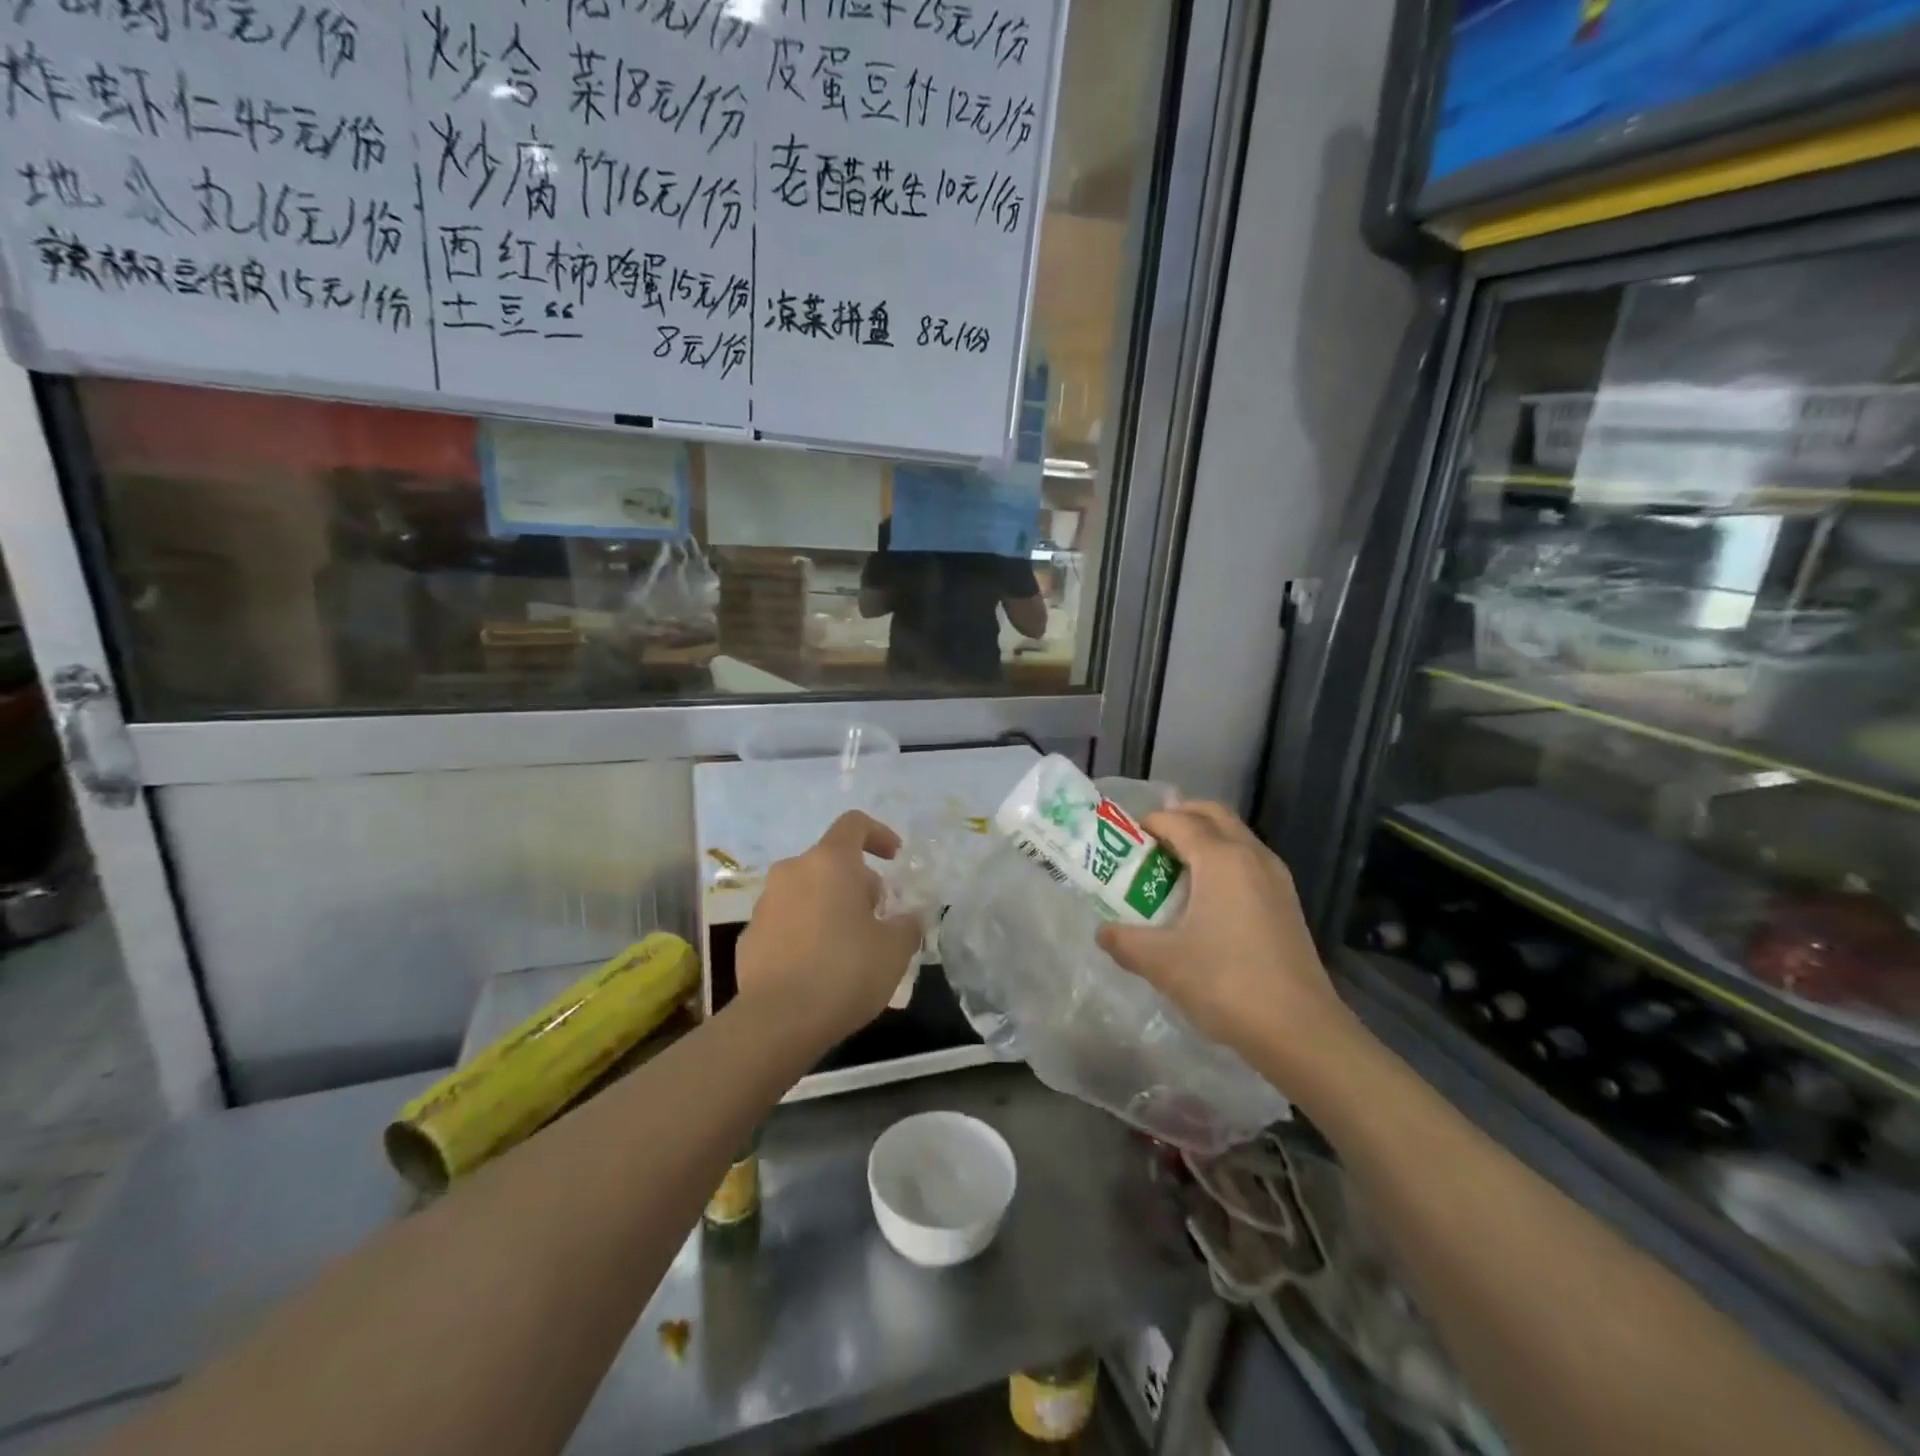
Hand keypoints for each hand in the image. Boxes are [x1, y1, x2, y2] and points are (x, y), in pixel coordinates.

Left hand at [735, 811, 923, 1046]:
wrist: (778, 1021)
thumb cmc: (845, 971)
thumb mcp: (895, 949)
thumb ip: (908, 924)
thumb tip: (911, 917)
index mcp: (830, 862)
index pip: (854, 823)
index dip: (878, 834)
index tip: (894, 858)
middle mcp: (792, 871)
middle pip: (831, 862)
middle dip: (857, 883)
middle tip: (877, 919)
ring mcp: (765, 903)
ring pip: (806, 891)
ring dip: (829, 906)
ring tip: (849, 946)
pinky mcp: (748, 936)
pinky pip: (786, 921)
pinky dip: (804, 932)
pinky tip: (818, 968)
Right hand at [1095, 803, 1361, 1093]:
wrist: (1300, 1031)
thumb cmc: (1226, 983)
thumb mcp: (1162, 962)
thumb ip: (1124, 941)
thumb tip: (1103, 932)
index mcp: (1221, 858)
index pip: (1178, 821)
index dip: (1148, 824)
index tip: (1123, 841)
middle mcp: (1252, 856)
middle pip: (1213, 815)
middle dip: (1180, 818)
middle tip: (1150, 842)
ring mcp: (1276, 879)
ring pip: (1235, 837)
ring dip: (1204, 840)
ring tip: (1173, 871)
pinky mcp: (1287, 903)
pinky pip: (1249, 862)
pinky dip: (1223, 863)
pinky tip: (1205, 901)